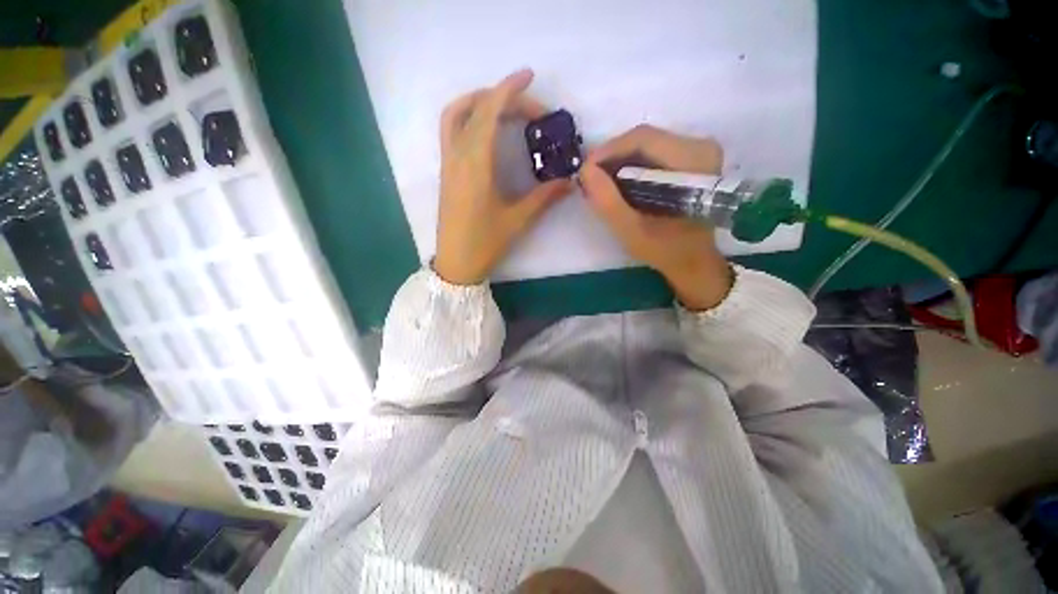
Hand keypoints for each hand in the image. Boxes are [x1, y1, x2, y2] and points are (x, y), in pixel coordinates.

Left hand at [434, 69, 573, 284]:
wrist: (456, 264)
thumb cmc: (485, 244)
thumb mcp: (518, 220)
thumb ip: (544, 197)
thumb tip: (570, 181)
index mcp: (476, 164)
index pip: (490, 112)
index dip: (509, 89)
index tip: (529, 76)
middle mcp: (457, 156)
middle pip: (475, 108)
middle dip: (503, 97)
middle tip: (531, 109)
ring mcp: (448, 162)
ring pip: (455, 115)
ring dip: (478, 101)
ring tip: (504, 107)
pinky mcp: (446, 171)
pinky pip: (451, 130)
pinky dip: (468, 117)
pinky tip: (486, 130)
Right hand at [580, 125, 732, 310]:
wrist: (692, 260)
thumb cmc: (665, 250)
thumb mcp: (631, 231)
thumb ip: (608, 202)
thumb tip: (585, 170)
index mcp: (693, 161)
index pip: (643, 140)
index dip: (608, 151)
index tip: (584, 171)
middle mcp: (700, 146)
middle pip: (644, 139)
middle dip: (611, 157)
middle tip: (589, 179)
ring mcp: (696, 151)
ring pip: (645, 144)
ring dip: (617, 162)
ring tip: (599, 183)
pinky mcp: (689, 158)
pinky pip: (651, 152)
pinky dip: (629, 166)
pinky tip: (616, 183)